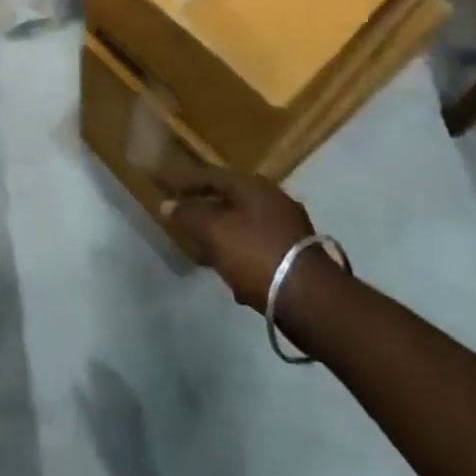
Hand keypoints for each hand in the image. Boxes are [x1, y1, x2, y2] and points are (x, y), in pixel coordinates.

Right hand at [157, 164, 319, 310]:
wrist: (311, 300)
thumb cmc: (256, 255)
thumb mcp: (215, 232)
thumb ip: (189, 216)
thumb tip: (168, 204)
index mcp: (253, 187)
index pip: (211, 175)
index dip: (185, 181)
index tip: (165, 187)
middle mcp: (273, 200)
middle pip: (229, 200)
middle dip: (204, 211)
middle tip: (183, 221)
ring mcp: (288, 227)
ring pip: (244, 225)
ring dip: (222, 236)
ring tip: (203, 253)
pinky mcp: (296, 255)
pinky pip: (258, 247)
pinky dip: (241, 256)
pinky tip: (233, 277)